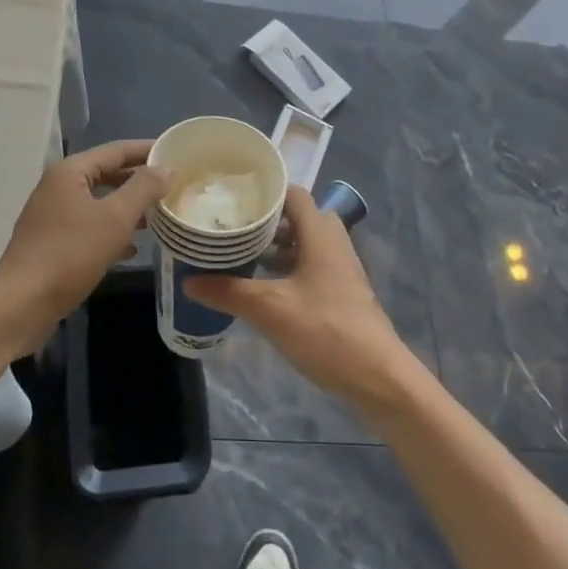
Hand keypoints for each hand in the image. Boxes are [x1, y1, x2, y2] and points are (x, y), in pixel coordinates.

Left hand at [0, 140, 169, 343]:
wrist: (21, 304)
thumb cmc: (70, 254)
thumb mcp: (114, 219)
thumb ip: (142, 189)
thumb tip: (165, 168)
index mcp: (70, 172)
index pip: (116, 150)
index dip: (146, 150)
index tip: (175, 153)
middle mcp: (58, 187)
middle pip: (106, 174)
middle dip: (138, 181)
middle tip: (172, 185)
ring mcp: (52, 215)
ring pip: (98, 203)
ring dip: (127, 207)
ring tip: (159, 215)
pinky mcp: (51, 242)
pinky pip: (88, 226)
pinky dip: (110, 231)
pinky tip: (132, 247)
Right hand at [184, 187, 413, 409]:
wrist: (379, 377)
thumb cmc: (326, 330)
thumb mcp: (270, 310)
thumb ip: (229, 292)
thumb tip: (188, 281)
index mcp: (320, 234)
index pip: (293, 193)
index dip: (265, 191)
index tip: (233, 197)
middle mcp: (333, 243)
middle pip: (297, 218)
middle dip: (265, 222)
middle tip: (232, 227)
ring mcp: (340, 269)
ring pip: (303, 244)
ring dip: (275, 247)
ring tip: (240, 255)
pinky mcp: (341, 293)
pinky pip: (310, 267)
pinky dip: (287, 269)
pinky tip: (263, 289)